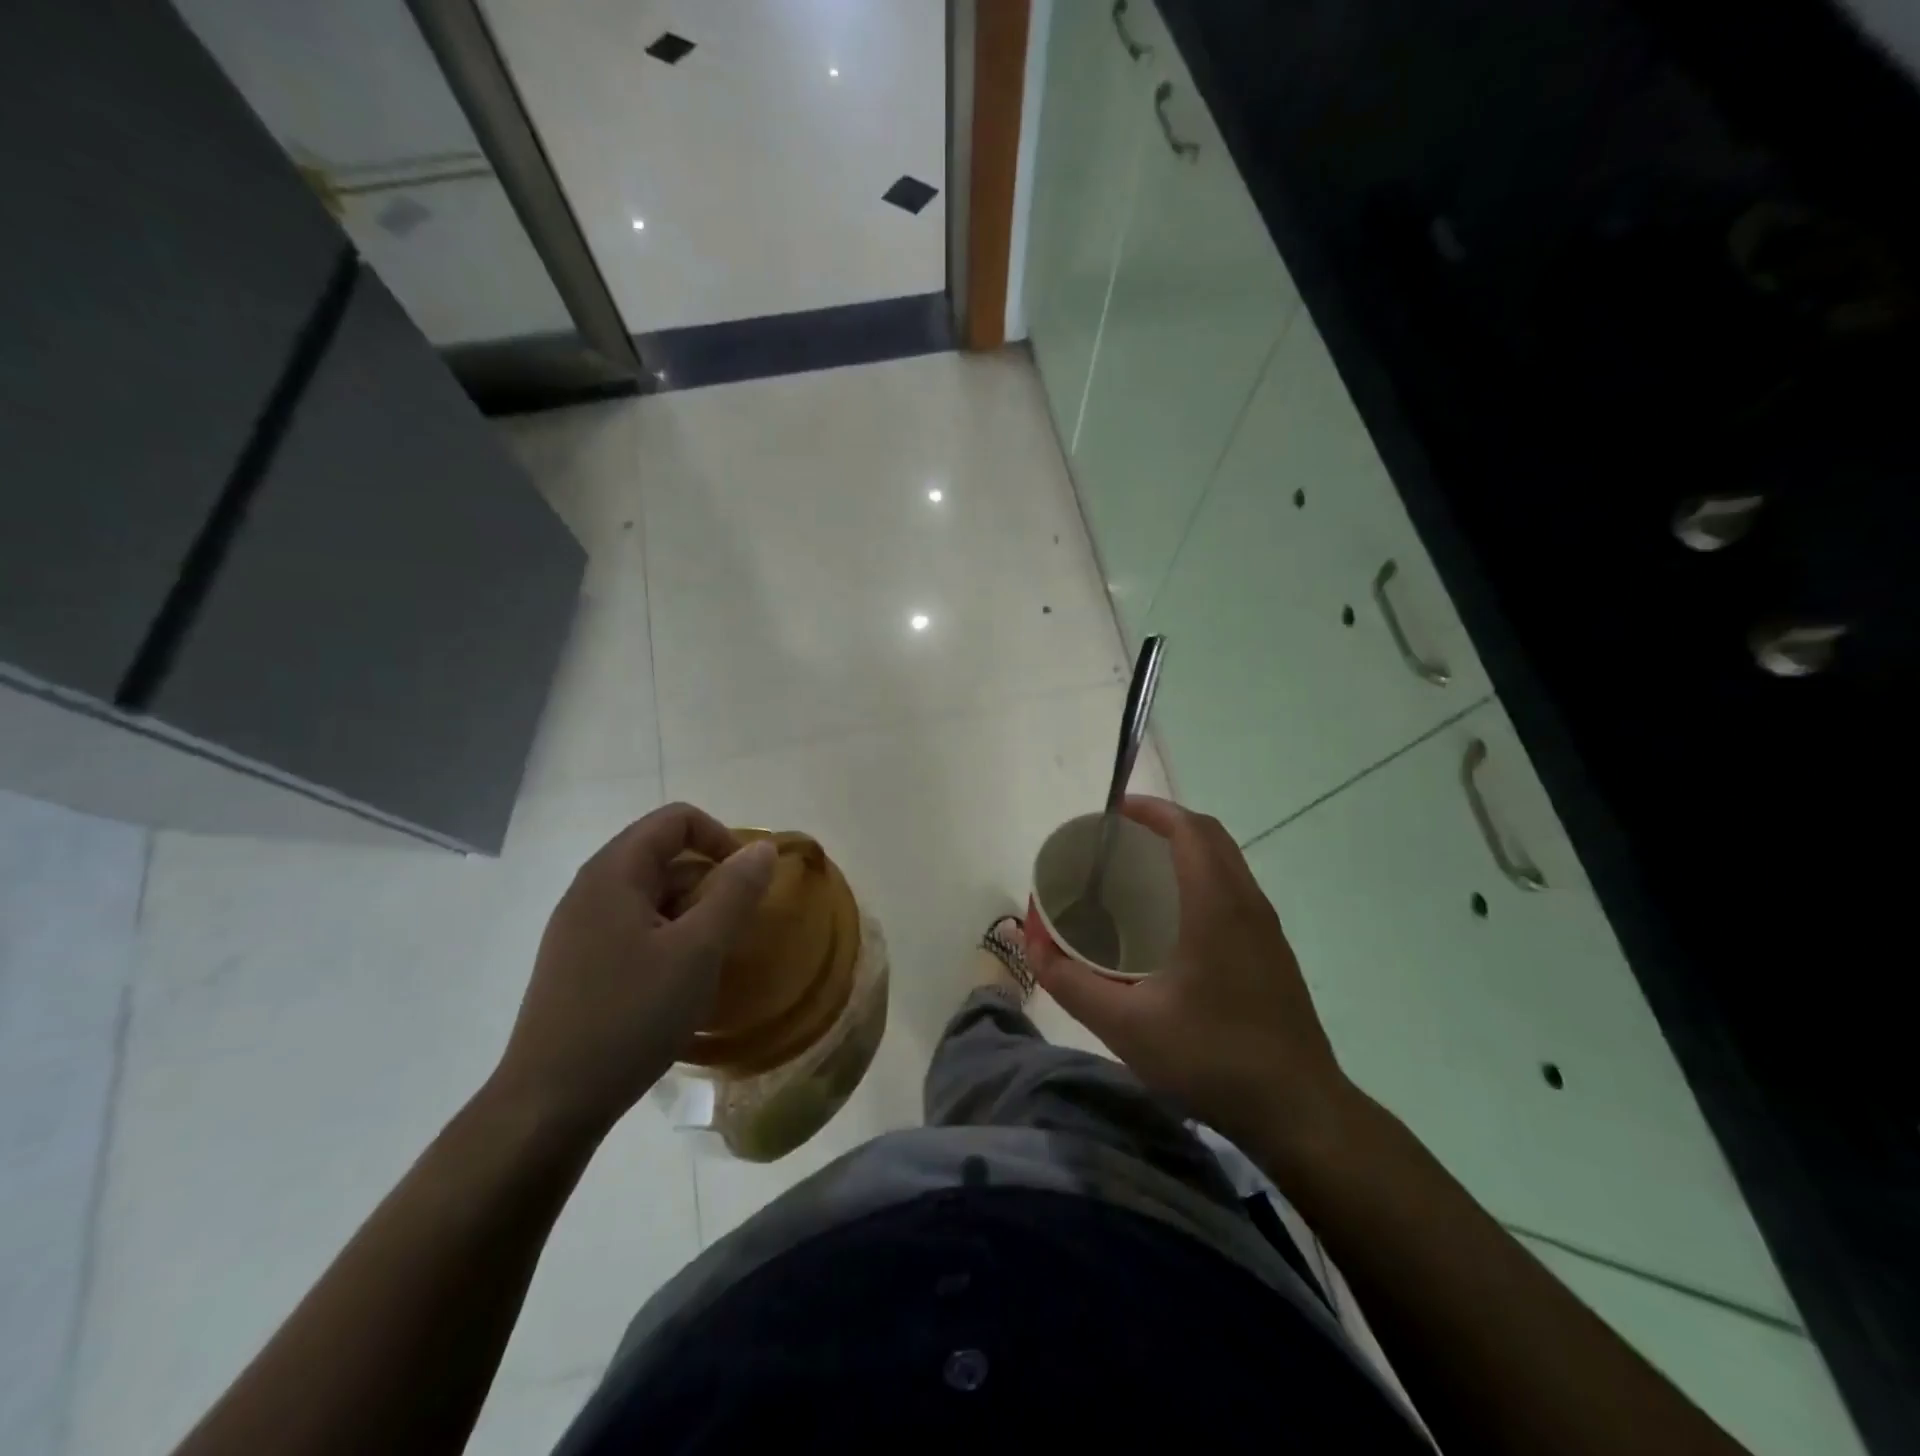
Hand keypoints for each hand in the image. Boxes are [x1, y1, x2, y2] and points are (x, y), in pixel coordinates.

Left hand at [491, 802, 776, 1138]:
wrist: (549, 1104)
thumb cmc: (629, 1017)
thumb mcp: (697, 952)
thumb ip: (734, 892)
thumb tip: (762, 848)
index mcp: (614, 874)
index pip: (676, 820)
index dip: (721, 838)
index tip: (748, 881)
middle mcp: (591, 890)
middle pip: (664, 854)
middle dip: (710, 879)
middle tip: (737, 924)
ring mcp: (581, 928)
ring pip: (652, 895)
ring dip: (693, 911)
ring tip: (714, 957)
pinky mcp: (581, 963)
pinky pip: (637, 927)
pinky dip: (670, 937)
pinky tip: (681, 981)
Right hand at [1031, 796, 1353, 1159]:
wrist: (1300, 1113)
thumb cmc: (1211, 1059)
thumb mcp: (1125, 1025)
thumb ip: (1070, 981)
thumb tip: (1033, 943)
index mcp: (1215, 905)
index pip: (1187, 829)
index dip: (1150, 809)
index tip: (1111, 812)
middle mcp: (1247, 903)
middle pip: (1209, 836)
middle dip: (1164, 823)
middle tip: (1118, 839)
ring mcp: (1267, 928)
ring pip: (1227, 862)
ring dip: (1186, 849)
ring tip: (1139, 870)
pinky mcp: (1273, 952)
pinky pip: (1235, 889)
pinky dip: (1202, 877)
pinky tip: (1173, 918)